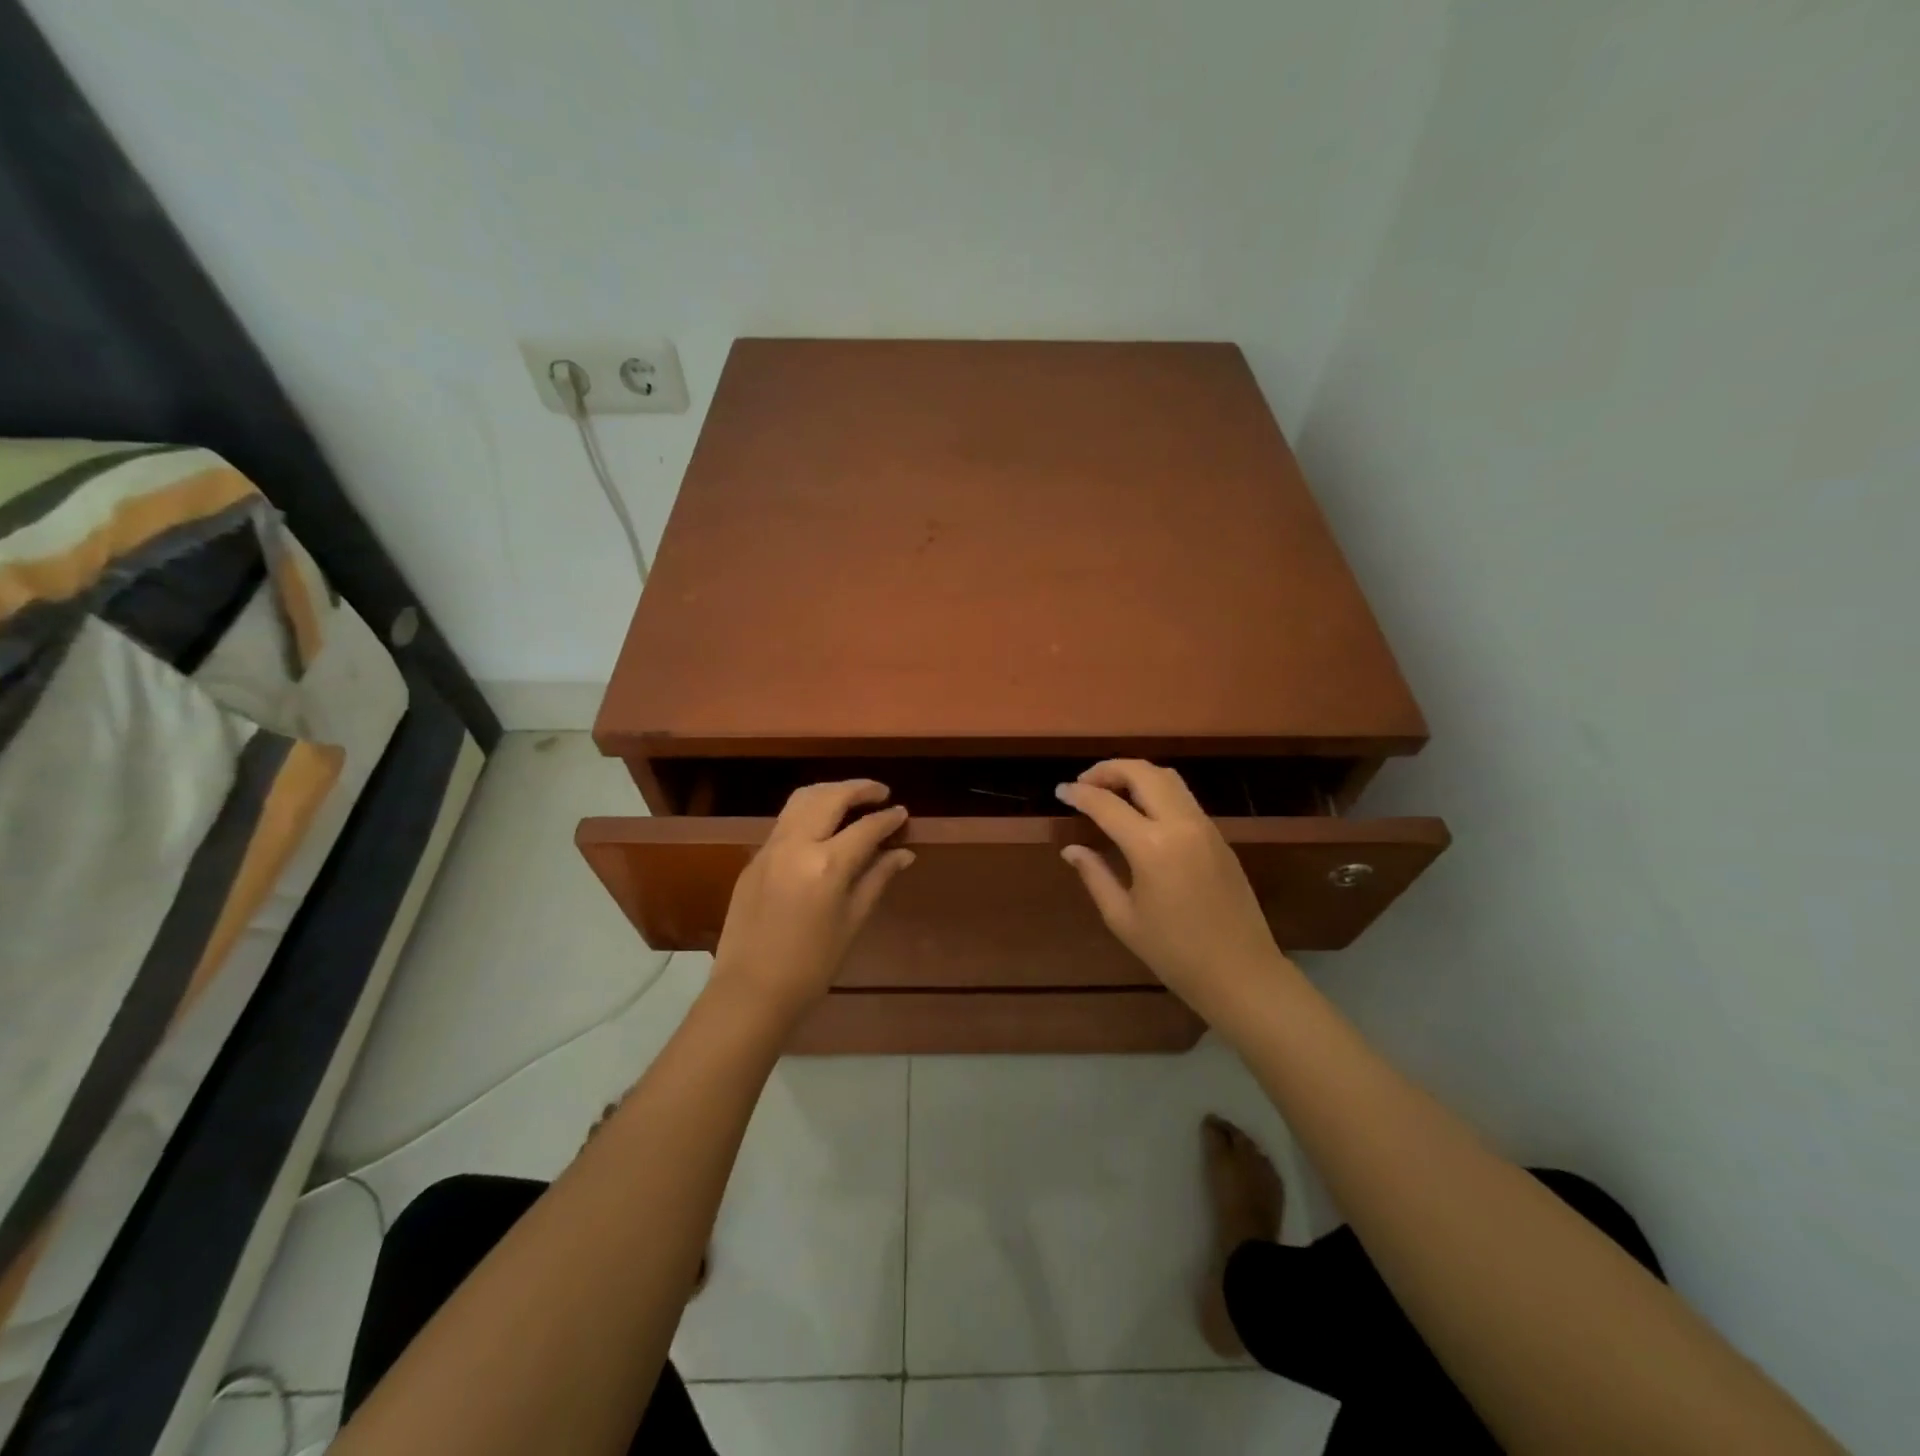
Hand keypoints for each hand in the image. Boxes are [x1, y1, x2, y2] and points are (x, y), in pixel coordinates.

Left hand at [710, 780, 914, 1023]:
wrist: (751, 991)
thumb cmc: (812, 966)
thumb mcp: (852, 922)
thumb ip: (877, 878)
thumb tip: (903, 852)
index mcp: (826, 865)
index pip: (865, 828)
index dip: (888, 818)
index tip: (903, 813)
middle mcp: (796, 845)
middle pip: (830, 798)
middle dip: (859, 789)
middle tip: (881, 793)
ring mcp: (770, 848)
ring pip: (802, 800)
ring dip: (830, 792)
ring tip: (852, 798)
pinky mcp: (754, 858)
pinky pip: (785, 821)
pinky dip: (809, 811)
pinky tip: (822, 825)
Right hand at [1055, 760, 1286, 1017]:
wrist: (1241, 972)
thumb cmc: (1174, 953)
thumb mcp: (1123, 918)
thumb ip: (1095, 876)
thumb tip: (1072, 849)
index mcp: (1152, 846)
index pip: (1107, 804)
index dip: (1079, 794)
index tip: (1060, 792)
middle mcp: (1181, 824)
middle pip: (1142, 772)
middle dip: (1108, 770)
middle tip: (1084, 784)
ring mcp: (1204, 826)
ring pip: (1167, 777)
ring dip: (1134, 773)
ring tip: (1110, 790)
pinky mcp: (1218, 835)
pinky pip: (1183, 796)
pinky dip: (1155, 789)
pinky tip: (1140, 810)